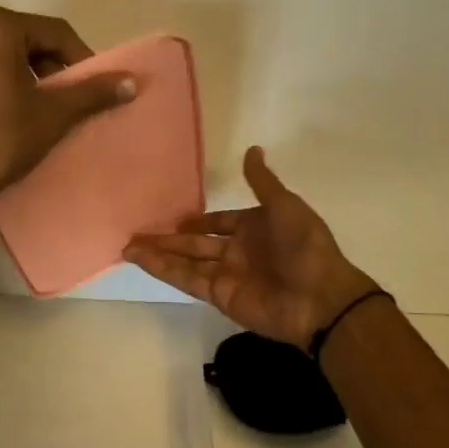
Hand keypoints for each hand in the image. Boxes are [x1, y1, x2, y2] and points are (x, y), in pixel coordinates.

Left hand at [0, 7, 135, 213]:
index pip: (53, 32)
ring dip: (17, 74)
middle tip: (63, 99)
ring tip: (32, 108)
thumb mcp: (53, 115)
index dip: (79, 58)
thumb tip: (132, 81)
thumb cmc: (0, 141)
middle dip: (47, 66)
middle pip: (21, 40)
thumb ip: (93, 92)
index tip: (92, 87)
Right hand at [124, 146, 375, 348]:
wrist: (320, 298)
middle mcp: (238, 251)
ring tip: (127, 247)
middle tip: (137, 232)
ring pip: (185, 261)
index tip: (176, 217)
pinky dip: (164, 270)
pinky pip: (187, 279)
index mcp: (255, 228)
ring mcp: (227, 275)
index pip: (220, 222)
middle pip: (196, 243)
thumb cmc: (305, 247)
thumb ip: (262, 182)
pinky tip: (142, 260)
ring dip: (158, 254)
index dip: (199, 220)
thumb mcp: (285, 205)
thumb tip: (252, 149)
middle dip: (168, 238)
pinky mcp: (219, 295)